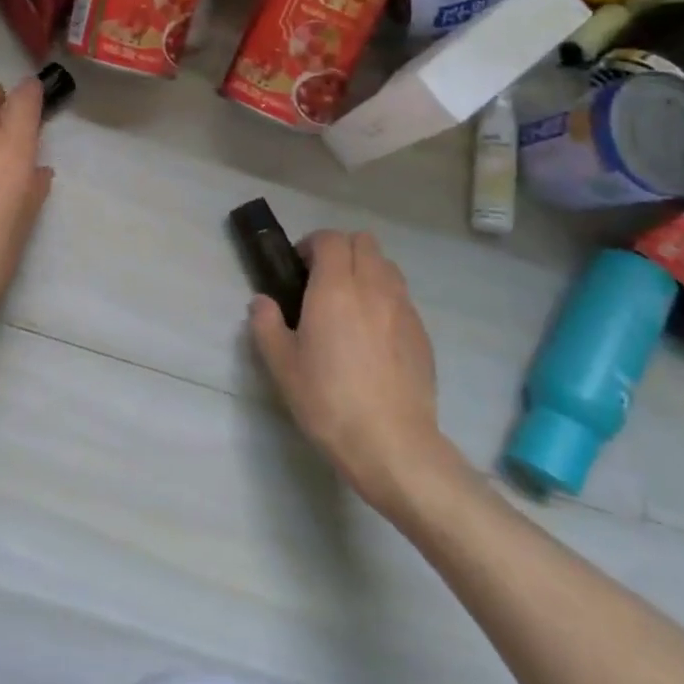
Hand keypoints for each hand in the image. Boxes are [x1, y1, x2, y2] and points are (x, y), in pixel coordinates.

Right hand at [249, 230, 461, 517]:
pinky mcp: (422, 333)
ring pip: (387, 266)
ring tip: (350, 304)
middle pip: (364, 241)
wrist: (392, 444)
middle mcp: (373, 287)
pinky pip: (402, 298)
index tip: (299, 267)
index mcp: (335, 287)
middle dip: (341, 250)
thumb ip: (266, 325)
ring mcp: (403, 309)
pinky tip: (373, 336)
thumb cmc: (328, 400)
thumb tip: (261, 302)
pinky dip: (385, 299)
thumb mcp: (282, 365)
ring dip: (366, 270)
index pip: (330, 238)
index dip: (312, 244)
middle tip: (323, 281)